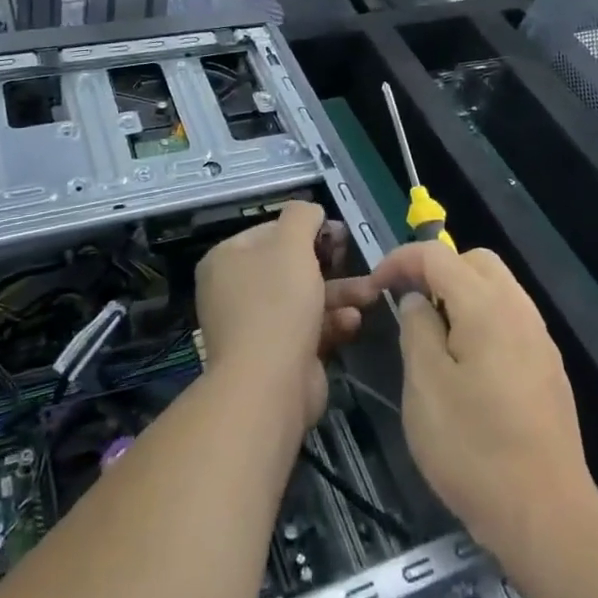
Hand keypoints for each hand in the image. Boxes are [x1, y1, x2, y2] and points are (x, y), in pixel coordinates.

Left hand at [195, 201, 370, 431]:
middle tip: (355, 259)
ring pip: (303, 298)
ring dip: (339, 294)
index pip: (270, 231)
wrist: (269, 385)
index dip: (307, 229)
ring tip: (371, 294)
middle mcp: (234, 290)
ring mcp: (254, 326)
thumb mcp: (292, 243)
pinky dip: (331, 323)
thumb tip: (311, 212)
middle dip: (330, 265)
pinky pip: (307, 329)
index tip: (339, 235)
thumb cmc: (277, 302)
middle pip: (289, 265)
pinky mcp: (276, 355)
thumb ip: (302, 216)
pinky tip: (354, 322)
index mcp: (227, 259)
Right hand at [366, 243, 594, 560]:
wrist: (547, 516)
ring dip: (461, 293)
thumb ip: (416, 329)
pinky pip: (510, 318)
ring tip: (433, 333)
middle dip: (436, 270)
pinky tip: (466, 362)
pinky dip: (482, 318)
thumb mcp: (425, 386)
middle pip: (475, 261)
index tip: (375, 285)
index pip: (437, 256)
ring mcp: (539, 339)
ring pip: (497, 288)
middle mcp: (519, 310)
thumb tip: (417, 301)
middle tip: (408, 303)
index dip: (400, 260)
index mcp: (486, 306)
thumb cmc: (473, 449)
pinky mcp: (548, 368)